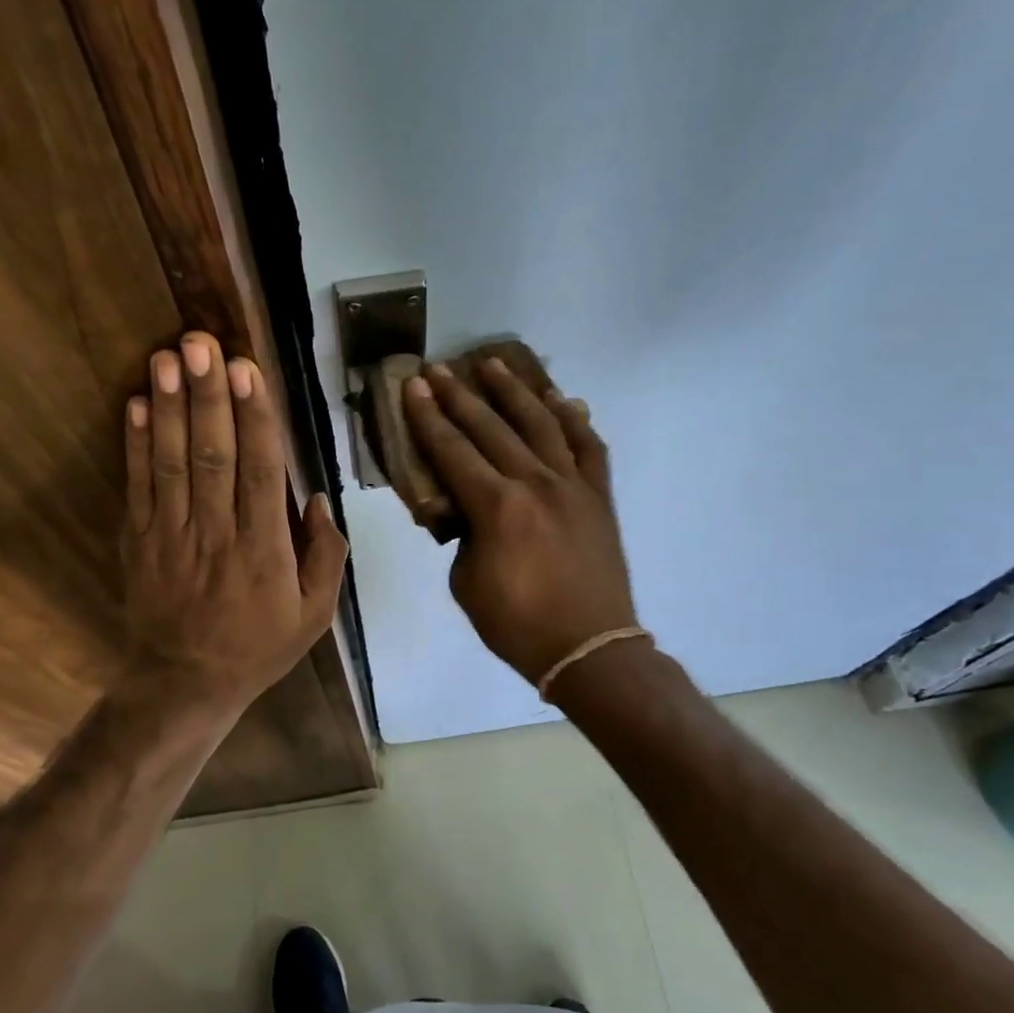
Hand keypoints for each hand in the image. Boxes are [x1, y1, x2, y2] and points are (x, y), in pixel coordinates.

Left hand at [122, 331, 348, 720]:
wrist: (184, 683)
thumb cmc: (258, 646)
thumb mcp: (314, 616)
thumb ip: (325, 556)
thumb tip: (316, 498)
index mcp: (263, 550)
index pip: (259, 472)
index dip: (253, 418)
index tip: (247, 370)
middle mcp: (216, 534)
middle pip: (211, 455)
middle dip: (207, 396)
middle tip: (201, 343)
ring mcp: (171, 535)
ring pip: (171, 462)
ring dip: (169, 407)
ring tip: (166, 357)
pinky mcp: (139, 540)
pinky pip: (138, 486)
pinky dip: (135, 444)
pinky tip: (136, 404)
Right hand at [402, 359, 636, 685]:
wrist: (589, 648)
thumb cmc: (517, 624)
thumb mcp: (466, 582)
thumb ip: (464, 536)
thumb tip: (469, 512)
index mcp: (496, 507)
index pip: (453, 450)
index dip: (428, 417)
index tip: (414, 386)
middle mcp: (535, 483)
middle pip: (491, 427)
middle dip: (460, 396)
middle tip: (439, 369)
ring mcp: (573, 486)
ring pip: (542, 424)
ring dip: (515, 392)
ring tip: (494, 364)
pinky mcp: (599, 497)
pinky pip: (589, 447)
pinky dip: (574, 421)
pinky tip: (563, 401)